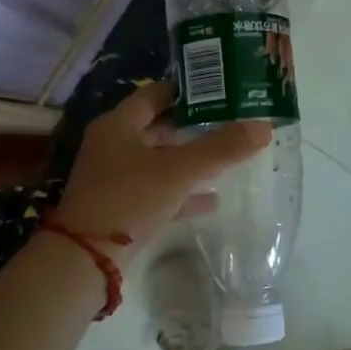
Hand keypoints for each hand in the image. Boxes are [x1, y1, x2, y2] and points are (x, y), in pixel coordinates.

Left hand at [55, 80, 271, 260]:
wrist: (86, 260)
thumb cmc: (129, 198)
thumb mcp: (179, 170)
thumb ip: (222, 148)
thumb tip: (264, 126)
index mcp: (119, 125)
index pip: (155, 94)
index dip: (187, 90)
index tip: (221, 89)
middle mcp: (114, 146)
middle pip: (159, 127)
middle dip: (194, 126)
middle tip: (231, 121)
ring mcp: (116, 179)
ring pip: (160, 160)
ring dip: (191, 159)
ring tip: (228, 156)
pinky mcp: (123, 208)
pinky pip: (160, 191)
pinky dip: (184, 192)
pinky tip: (213, 199)